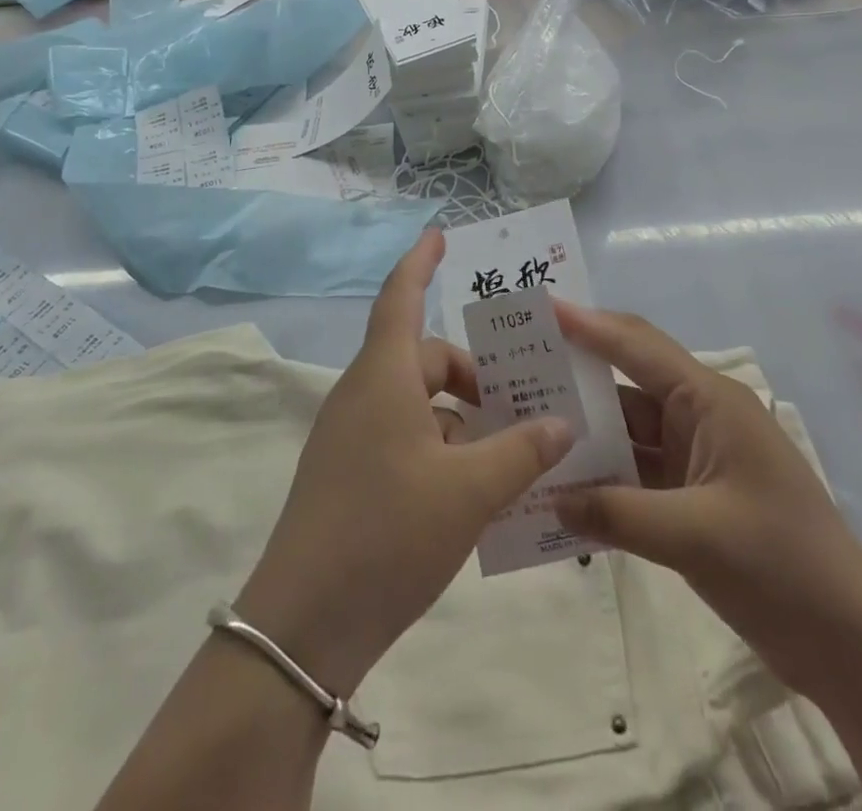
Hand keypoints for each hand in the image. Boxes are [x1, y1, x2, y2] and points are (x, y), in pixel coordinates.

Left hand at [237, 230, 574, 696]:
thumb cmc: (387, 534)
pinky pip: (403, 436)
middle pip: (424, 358)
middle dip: (473, 374)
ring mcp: (351, 435)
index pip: (401, 297)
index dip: (420, 262)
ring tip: (511, 453)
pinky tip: (475, 489)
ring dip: (461, 417)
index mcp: (383, 376)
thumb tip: (559, 423)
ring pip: (417, 402)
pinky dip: (441, 447)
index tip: (438, 236)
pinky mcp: (348, 472)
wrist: (303, 625)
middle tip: (523, 404)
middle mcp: (363, 394)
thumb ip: (520, 452)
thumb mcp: (468, 492)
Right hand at [551, 302, 861, 695]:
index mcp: (710, 401)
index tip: (538, 309)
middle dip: (575, 374)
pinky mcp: (692, 496)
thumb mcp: (695, 535)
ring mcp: (696, 457)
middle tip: (516, 367)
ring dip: (584, 432)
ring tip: (525, 424)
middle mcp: (700, 416)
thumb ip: (615, 513)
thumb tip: (548, 499)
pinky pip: (635, 472)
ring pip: (627, 430)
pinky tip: (562, 484)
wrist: (853, 646)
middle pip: (626, 382)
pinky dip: (602, 476)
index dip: (586, 324)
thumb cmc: (783, 567)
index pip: (636, 346)